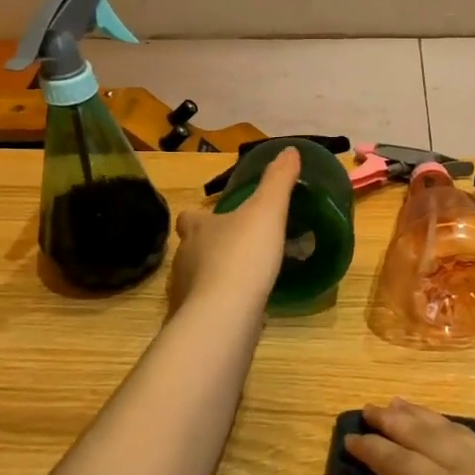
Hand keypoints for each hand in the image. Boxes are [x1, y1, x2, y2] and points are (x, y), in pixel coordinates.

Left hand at [167, 147, 298, 313]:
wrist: (224, 315)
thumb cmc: (243, 256)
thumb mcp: (267, 211)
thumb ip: (278, 182)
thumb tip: (290, 150)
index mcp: (198, 230)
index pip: (189, 218)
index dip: (200, 217)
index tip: (215, 218)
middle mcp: (184, 259)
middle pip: (191, 249)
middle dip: (208, 248)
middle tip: (235, 250)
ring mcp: (185, 294)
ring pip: (197, 280)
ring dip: (214, 279)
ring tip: (242, 282)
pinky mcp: (194, 323)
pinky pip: (206, 310)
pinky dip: (220, 307)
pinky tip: (241, 311)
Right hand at [342, 399, 474, 474]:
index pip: (400, 462)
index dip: (372, 450)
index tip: (349, 438)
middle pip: (428, 435)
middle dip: (395, 421)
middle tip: (368, 409)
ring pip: (457, 432)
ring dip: (425, 417)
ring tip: (399, 405)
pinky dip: (456, 431)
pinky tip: (445, 431)